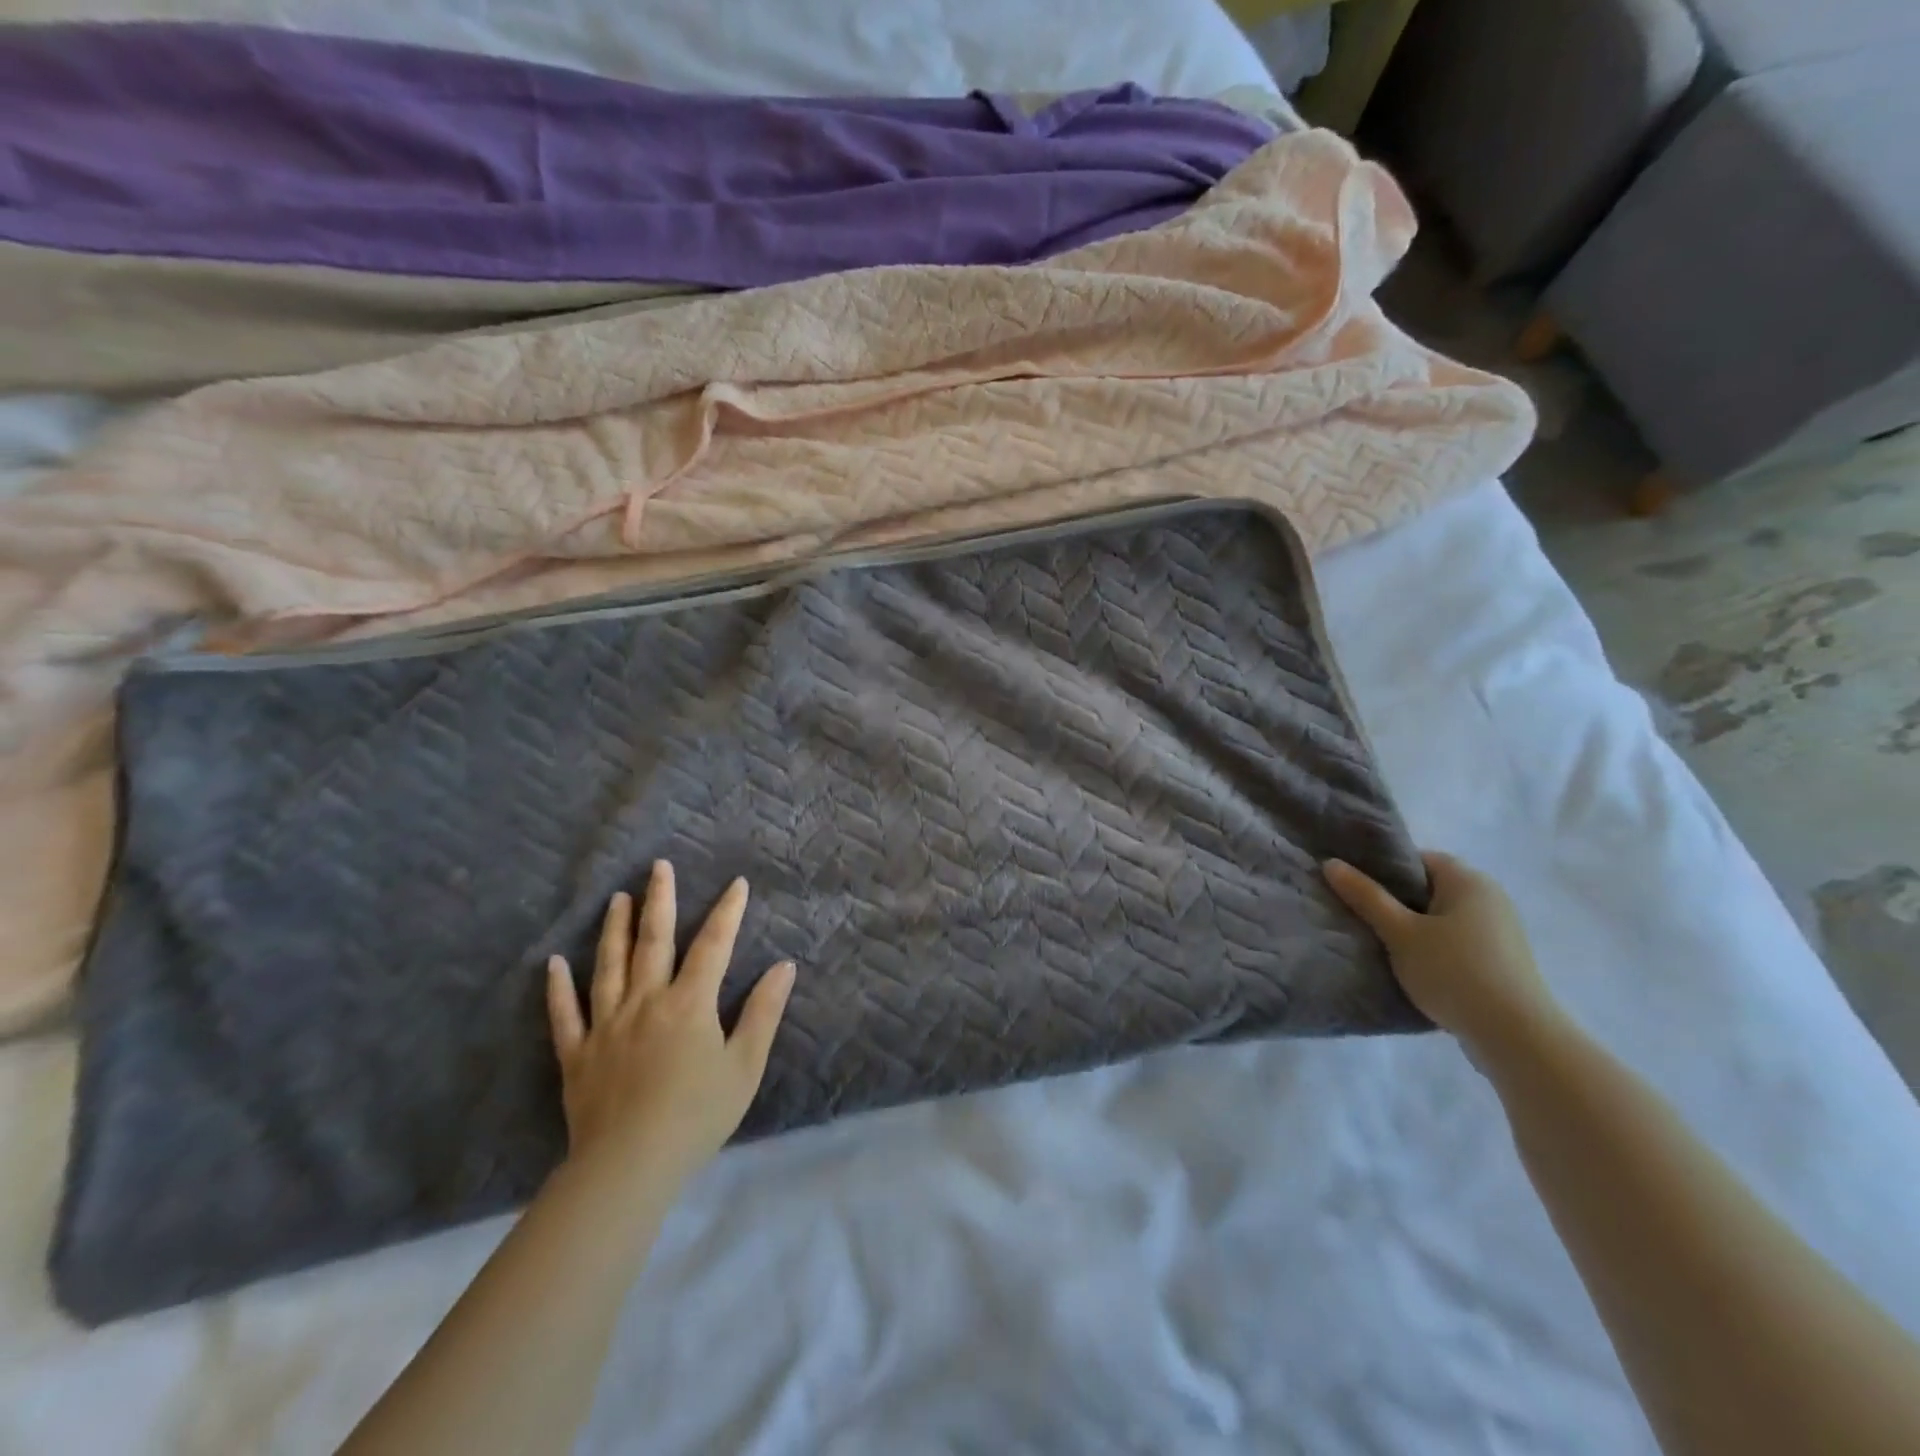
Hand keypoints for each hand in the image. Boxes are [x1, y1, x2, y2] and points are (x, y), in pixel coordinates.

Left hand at [546, 862, 795, 1186]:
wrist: (629, 1166)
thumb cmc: (697, 1115)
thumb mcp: (745, 1066)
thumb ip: (764, 1013)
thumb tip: (783, 966)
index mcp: (689, 1003)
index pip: (713, 945)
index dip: (727, 912)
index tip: (736, 883)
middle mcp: (646, 1002)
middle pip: (653, 942)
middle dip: (659, 901)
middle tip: (658, 867)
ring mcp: (606, 1025)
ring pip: (610, 966)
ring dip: (615, 929)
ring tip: (617, 899)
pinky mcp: (577, 1054)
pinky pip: (565, 1014)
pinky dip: (558, 988)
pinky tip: (554, 963)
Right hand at [1323, 851, 1559, 1059]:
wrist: (1517, 1037)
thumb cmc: (1454, 972)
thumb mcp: (1400, 933)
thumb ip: (1366, 896)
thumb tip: (1331, 863)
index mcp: (1468, 881)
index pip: (1418, 859)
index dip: (1384, 870)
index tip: (1357, 889)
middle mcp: (1490, 897)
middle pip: (1430, 888)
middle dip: (1396, 901)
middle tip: (1362, 917)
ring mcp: (1501, 931)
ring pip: (1442, 918)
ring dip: (1415, 928)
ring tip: (1383, 945)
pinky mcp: (1503, 961)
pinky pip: (1458, 942)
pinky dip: (1435, 949)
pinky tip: (1415, 968)